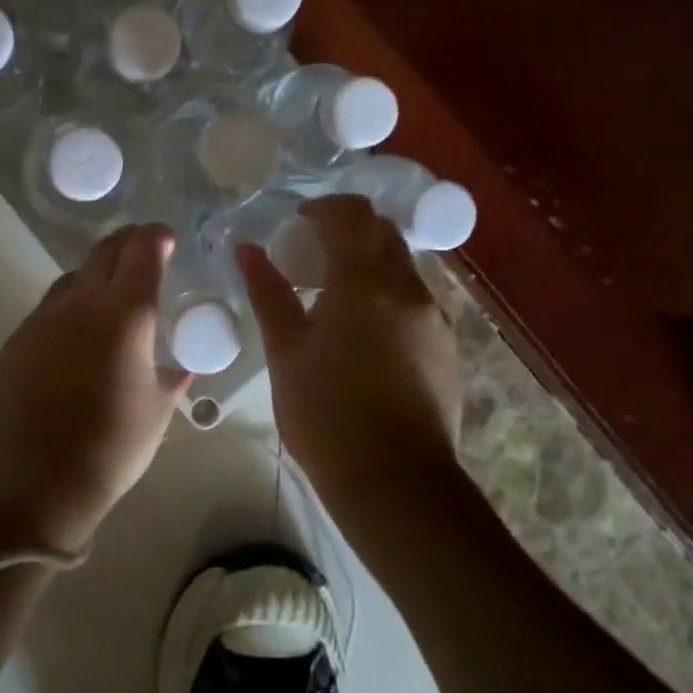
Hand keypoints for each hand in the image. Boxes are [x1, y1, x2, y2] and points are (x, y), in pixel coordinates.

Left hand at [0, 224, 191, 545]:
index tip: (168, 240)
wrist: (39, 477)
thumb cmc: (113, 445)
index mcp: (126, 313)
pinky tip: (75, 338)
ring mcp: (45, 317)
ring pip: (74, 276)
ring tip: (109, 299)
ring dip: (97, 275)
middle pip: (106, 250)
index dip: (158, 236)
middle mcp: (83, 302)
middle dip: (128, 243)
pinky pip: (50, 307)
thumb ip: (172, 376)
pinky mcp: (19, 338)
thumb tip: (183, 365)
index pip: (143, 250)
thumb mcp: (158, 410)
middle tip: (144, 254)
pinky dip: (70, 308)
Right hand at [236, 196, 463, 499]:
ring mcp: (435, 318)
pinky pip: (415, 299)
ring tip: (335, 297)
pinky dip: (387, 294)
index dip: (322, 208)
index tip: (297, 222)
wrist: (397, 484)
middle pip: (382, 232)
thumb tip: (246, 249)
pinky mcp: (446, 347)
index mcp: (364, 281)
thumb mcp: (286, 351)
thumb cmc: (327, 414)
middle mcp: (408, 288)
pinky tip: (364, 333)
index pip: (351, 214)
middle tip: (312, 255)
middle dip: (347, 231)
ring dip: (369, 263)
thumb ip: (268, 292)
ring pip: (402, 266)